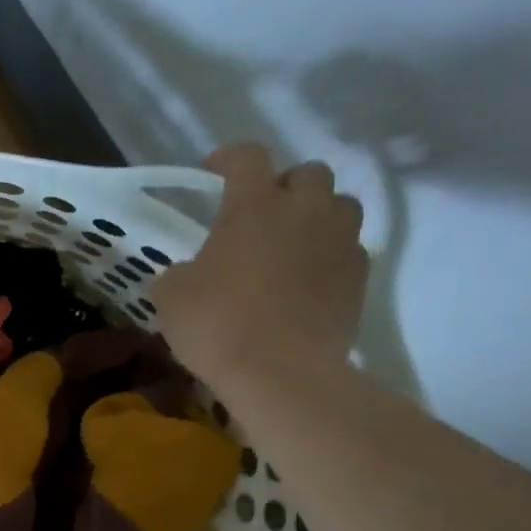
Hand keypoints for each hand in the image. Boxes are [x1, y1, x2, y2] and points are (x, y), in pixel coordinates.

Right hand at [155, 143, 368, 385]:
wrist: (280, 373)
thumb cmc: (217, 325)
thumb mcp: (171, 296)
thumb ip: (181, 271)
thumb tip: (191, 272)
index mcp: (254, 207)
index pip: (247, 157)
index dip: (227, 158)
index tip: (211, 173)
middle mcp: (305, 211)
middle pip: (308, 173)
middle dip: (285, 185)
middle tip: (261, 213)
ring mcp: (339, 243)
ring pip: (340, 206)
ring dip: (316, 215)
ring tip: (292, 243)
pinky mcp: (359, 278)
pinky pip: (348, 250)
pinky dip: (329, 256)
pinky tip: (307, 281)